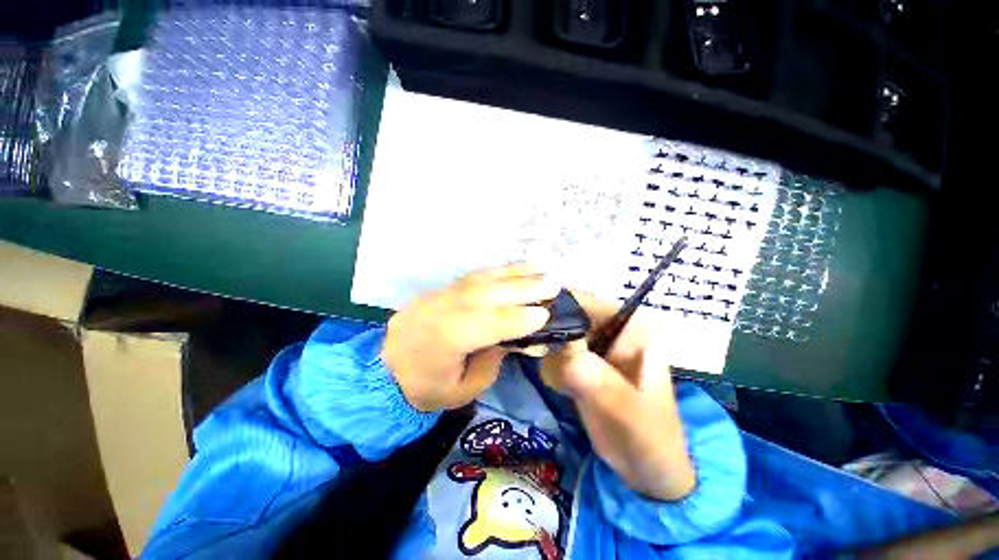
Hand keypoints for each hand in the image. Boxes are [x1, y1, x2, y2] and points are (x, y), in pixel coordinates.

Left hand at [384, 264, 558, 411]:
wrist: (384, 368)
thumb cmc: (425, 387)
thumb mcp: (463, 389)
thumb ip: (492, 360)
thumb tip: (516, 338)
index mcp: (447, 339)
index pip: (490, 324)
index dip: (520, 318)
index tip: (547, 314)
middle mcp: (445, 310)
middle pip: (489, 294)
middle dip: (525, 288)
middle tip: (554, 283)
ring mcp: (441, 295)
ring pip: (483, 280)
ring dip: (514, 273)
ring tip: (541, 270)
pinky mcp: (442, 289)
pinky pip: (474, 276)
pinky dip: (498, 271)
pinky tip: (515, 269)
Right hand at [541, 291, 695, 500]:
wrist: (646, 468)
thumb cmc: (647, 437)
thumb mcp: (625, 410)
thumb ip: (594, 378)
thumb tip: (562, 351)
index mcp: (629, 326)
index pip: (582, 300)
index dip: (554, 307)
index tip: (531, 325)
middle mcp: (609, 328)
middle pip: (564, 313)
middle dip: (549, 335)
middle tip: (543, 359)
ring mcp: (594, 345)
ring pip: (554, 334)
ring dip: (551, 357)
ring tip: (565, 384)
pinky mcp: (582, 361)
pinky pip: (554, 353)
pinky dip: (552, 369)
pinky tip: (564, 388)